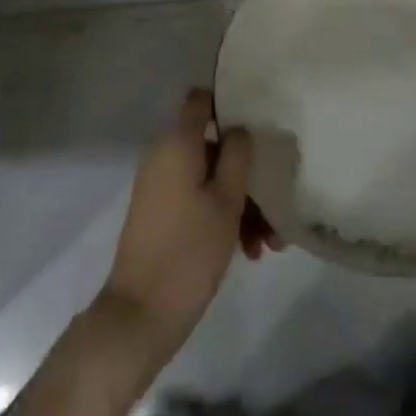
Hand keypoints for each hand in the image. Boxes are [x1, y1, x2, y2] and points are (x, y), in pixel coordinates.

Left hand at [97, 88, 254, 368]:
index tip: (258, 124)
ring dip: (240, 203)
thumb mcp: (226, 200)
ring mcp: (159, 187)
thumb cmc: (189, 251)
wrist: (140, 315)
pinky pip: (196, 200)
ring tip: (267, 244)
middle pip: (212, 147)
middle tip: (274, 207)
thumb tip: (238, 129)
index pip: (201, 100)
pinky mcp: (159, 214)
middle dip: (246, 173)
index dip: (228, 104)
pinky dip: (221, 217)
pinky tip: (248, 252)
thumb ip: (237, 155)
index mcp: (177, 143)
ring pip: (209, 179)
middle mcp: (163, 156)